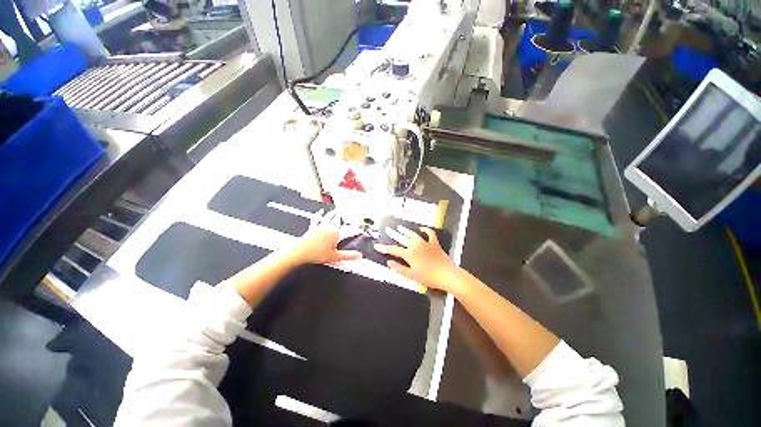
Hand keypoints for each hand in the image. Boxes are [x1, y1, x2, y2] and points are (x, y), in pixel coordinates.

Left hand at [289, 210, 361, 265]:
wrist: (300, 252)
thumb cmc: (317, 254)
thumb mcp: (335, 257)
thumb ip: (348, 256)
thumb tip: (359, 256)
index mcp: (336, 234)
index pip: (348, 231)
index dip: (355, 230)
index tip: (360, 229)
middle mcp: (329, 228)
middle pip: (338, 221)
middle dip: (343, 217)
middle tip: (347, 212)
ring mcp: (320, 227)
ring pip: (328, 218)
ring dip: (333, 214)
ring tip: (336, 210)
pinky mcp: (312, 228)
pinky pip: (316, 219)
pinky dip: (319, 215)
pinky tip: (320, 211)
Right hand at [375, 226, 458, 291]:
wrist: (446, 275)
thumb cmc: (428, 277)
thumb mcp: (411, 276)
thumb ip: (399, 268)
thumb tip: (389, 262)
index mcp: (409, 254)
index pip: (393, 250)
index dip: (384, 248)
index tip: (377, 245)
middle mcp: (415, 246)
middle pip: (402, 238)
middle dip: (393, 234)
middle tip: (388, 230)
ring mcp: (425, 243)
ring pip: (413, 234)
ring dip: (406, 230)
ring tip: (400, 227)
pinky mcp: (434, 243)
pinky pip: (430, 233)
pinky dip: (426, 230)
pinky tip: (422, 229)